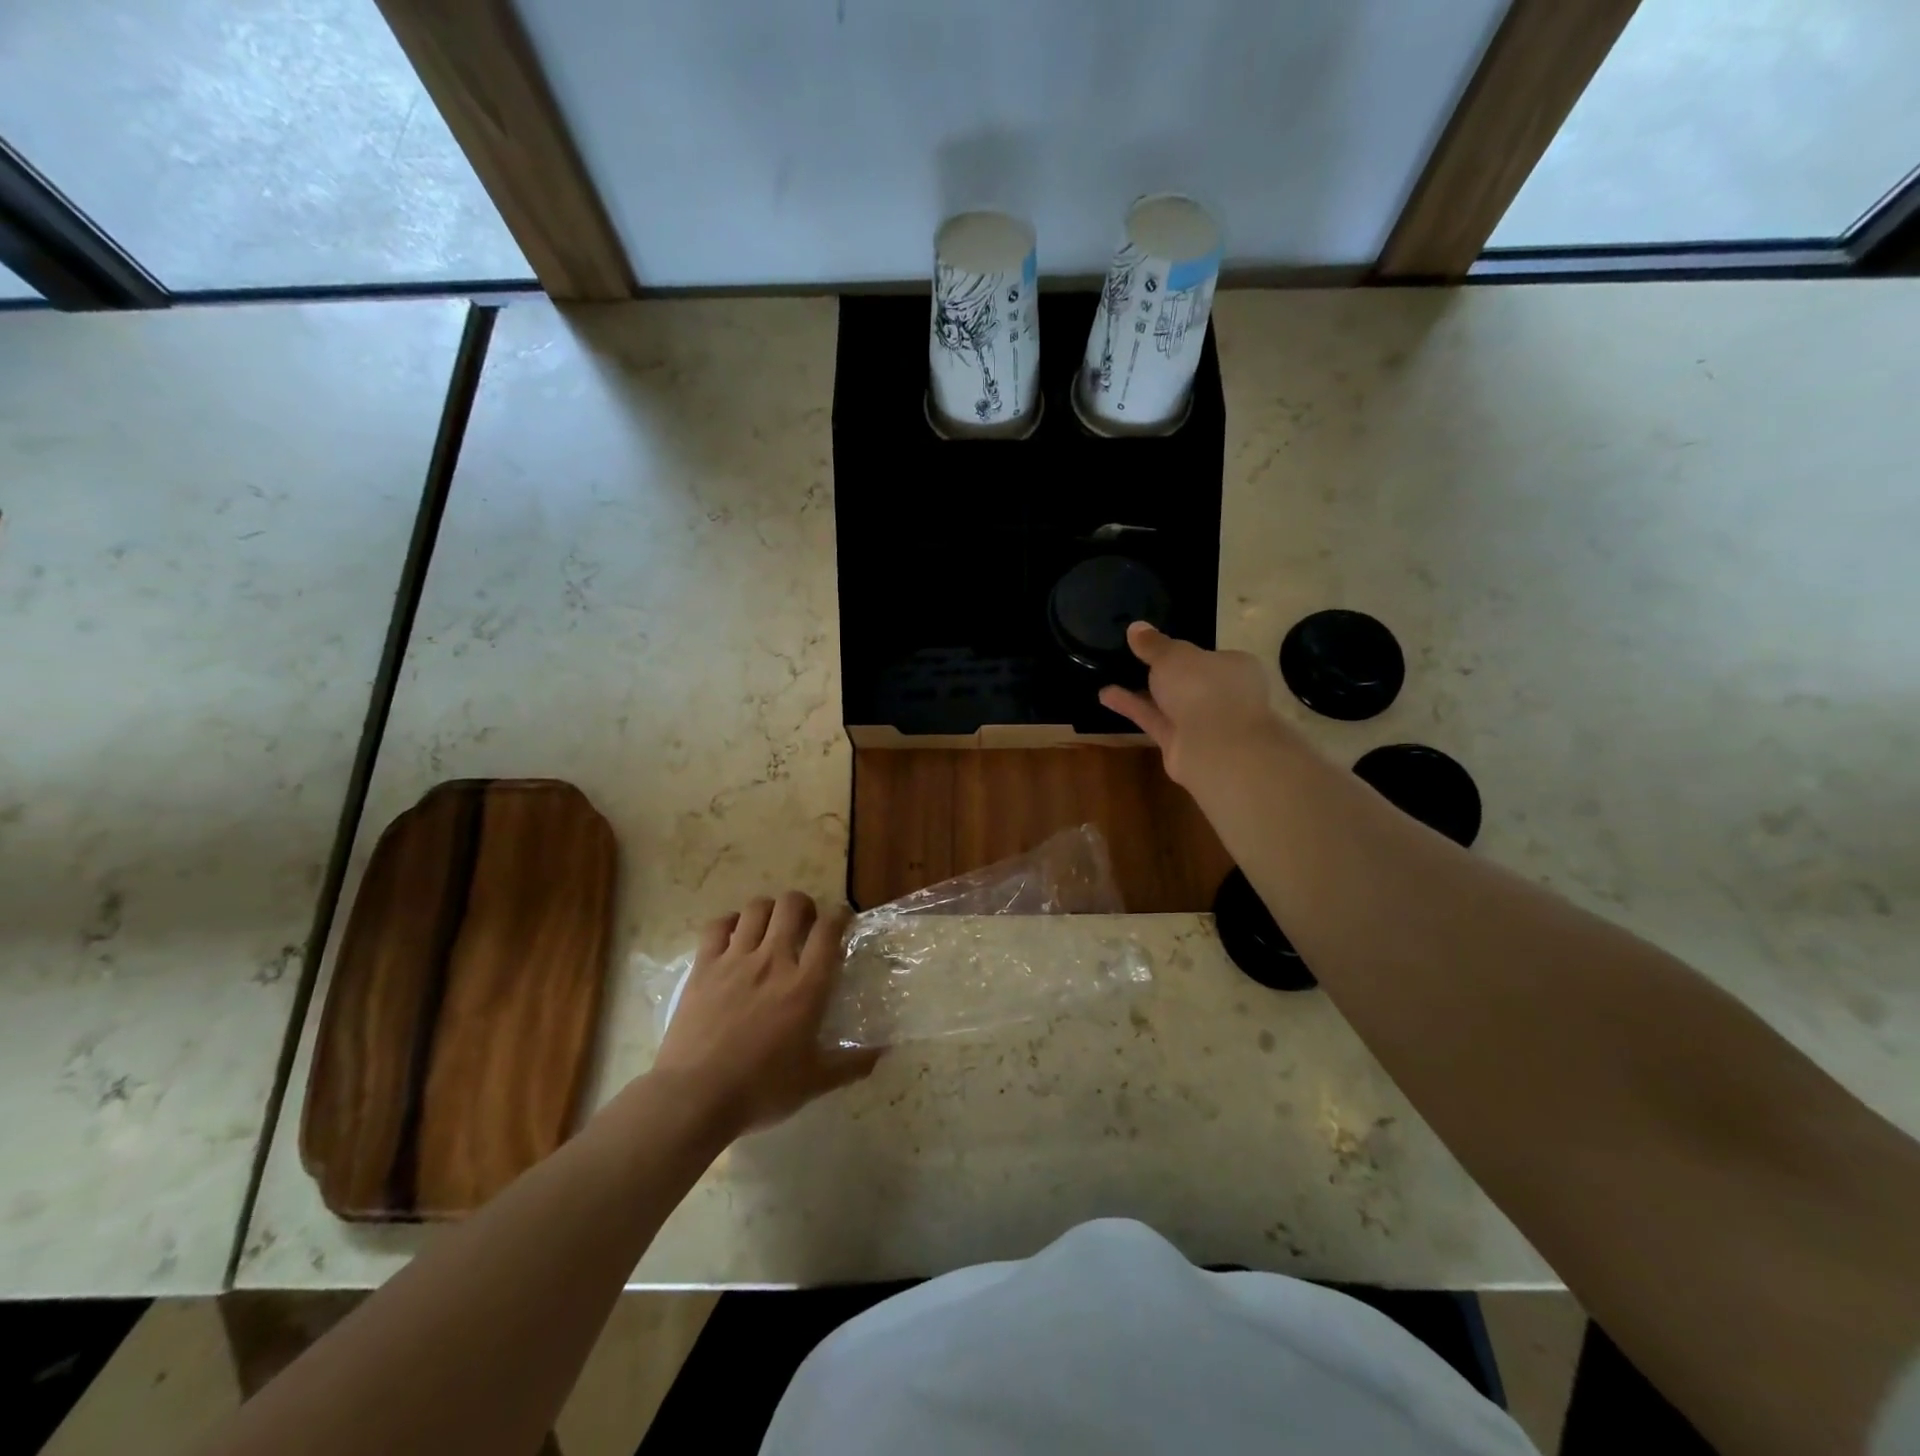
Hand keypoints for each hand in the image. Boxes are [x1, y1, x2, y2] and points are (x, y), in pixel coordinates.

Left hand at [653, 892, 880, 1137]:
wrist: (695, 1097)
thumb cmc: (761, 1089)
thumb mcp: (814, 1081)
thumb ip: (850, 1065)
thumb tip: (882, 1054)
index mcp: (806, 985)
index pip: (829, 929)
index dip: (840, 916)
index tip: (842, 921)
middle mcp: (773, 961)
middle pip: (792, 905)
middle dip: (803, 905)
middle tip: (805, 922)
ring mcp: (735, 959)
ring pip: (756, 908)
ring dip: (769, 910)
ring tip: (770, 926)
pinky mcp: (703, 966)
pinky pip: (717, 926)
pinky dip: (729, 922)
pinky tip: (733, 935)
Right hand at [1099, 622, 1285, 786]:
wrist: (1215, 747)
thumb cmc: (1204, 688)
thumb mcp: (1173, 655)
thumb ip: (1153, 644)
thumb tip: (1136, 627)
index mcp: (1234, 666)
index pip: (1207, 655)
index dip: (1182, 651)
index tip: (1154, 645)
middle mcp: (1222, 694)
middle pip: (1187, 681)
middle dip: (1161, 673)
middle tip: (1129, 658)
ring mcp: (1202, 723)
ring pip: (1168, 702)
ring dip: (1140, 690)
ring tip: (1109, 674)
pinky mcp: (1181, 744)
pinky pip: (1154, 720)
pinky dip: (1132, 707)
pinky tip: (1105, 695)